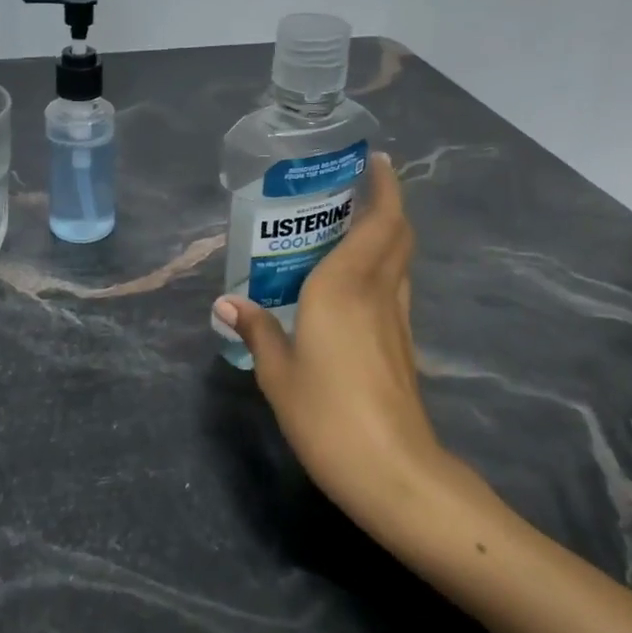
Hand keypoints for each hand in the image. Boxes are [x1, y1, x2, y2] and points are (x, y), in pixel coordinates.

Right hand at [212, 153, 451, 529]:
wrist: (392, 471)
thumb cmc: (327, 414)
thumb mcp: (277, 372)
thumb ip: (257, 329)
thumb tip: (227, 302)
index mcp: (345, 286)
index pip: (379, 222)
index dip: (384, 187)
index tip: (376, 161)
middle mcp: (377, 291)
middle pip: (397, 234)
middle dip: (386, 203)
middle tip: (354, 189)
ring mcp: (397, 319)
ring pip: (400, 260)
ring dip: (386, 234)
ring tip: (350, 226)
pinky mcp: (404, 344)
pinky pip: (395, 287)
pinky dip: (382, 267)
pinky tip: (353, 283)